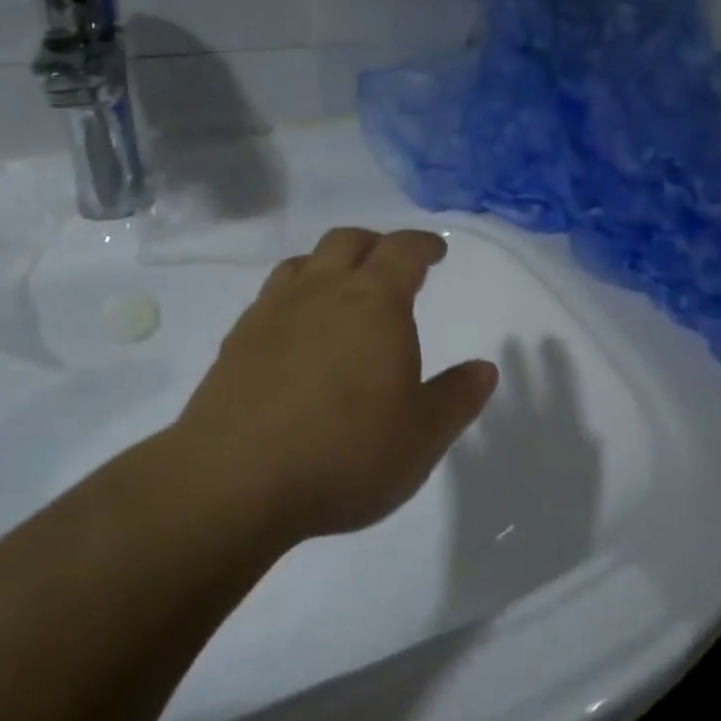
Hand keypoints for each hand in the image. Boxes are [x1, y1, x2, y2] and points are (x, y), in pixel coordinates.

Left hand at [176, 228, 498, 541]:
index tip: (435, 251)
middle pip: (348, 240)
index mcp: (374, 302)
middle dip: (375, 244)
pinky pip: (272, 297)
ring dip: (329, 264)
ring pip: (303, 262)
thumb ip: (458, 397)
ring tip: (341, 290)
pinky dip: (294, 297)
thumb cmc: (346, 452)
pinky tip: (297, 332)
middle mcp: (321, 291)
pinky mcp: (237, 340)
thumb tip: (485, 368)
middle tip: (391, 265)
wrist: (235, 479)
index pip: (402, 250)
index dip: (422, 245)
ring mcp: (273, 312)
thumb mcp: (422, 435)